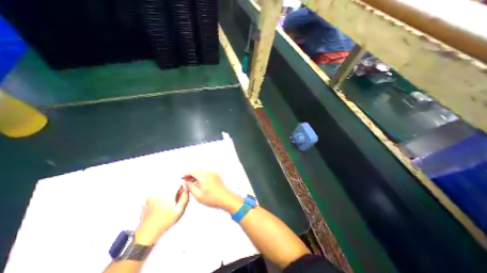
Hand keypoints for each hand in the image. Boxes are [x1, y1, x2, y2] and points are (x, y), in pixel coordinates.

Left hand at [138, 189, 190, 245]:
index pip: (177, 183)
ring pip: (164, 188)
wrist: (147, 232)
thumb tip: (186, 190)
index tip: (181, 193)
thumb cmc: (163, 223)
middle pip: (171, 184)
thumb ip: (184, 198)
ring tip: (167, 203)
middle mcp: (159, 193)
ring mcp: (152, 195)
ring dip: (168, 192)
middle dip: (174, 190)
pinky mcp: (147, 198)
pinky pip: (157, 193)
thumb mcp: (178, 211)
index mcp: (168, 195)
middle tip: (174, 200)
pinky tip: (160, 205)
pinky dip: (161, 196)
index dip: (181, 188)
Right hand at [183, 172, 240, 212]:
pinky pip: (207, 174)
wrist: (225, 198)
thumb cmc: (213, 198)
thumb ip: (190, 187)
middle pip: (197, 171)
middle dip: (191, 176)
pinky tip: (201, 184)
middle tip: (187, 182)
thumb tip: (186, 183)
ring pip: (202, 173)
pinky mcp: (217, 176)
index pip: (192, 172)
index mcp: (204, 176)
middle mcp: (209, 172)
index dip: (186, 175)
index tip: (182, 178)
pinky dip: (202, 177)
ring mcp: (214, 173)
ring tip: (193, 185)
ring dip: (197, 177)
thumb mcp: (198, 195)